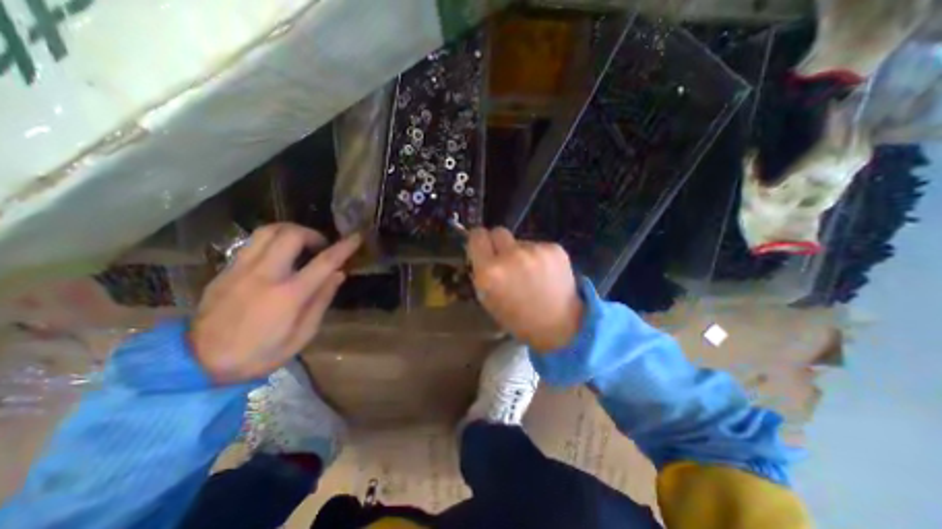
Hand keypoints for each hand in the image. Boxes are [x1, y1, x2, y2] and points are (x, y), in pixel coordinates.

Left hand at [189, 223, 358, 383]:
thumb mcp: (302, 335)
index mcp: (289, 294)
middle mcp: (265, 274)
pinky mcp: (226, 271)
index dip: (344, 247)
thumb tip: (338, 275)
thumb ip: (321, 301)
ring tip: (300, 245)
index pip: (324, 262)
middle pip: (291, 234)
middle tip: (320, 247)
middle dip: (312, 234)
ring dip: (290, 231)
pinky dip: (272, 242)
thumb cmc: (261, 353)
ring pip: (267, 231)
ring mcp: (241, 270)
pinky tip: (278, 257)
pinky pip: (253, 244)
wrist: (198, 364)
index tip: (356, 237)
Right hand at [470, 227, 585, 350]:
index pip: (477, 236)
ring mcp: (535, 250)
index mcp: (490, 272)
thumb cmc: (519, 319)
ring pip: (520, 242)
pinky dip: (538, 256)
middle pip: (498, 231)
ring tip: (531, 274)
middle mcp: (511, 256)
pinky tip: (545, 274)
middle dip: (498, 243)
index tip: (482, 246)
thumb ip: (481, 272)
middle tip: (505, 258)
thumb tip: (480, 253)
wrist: (560, 326)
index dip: (478, 240)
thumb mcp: (488, 300)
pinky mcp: (554, 249)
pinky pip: (538, 246)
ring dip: (520, 253)